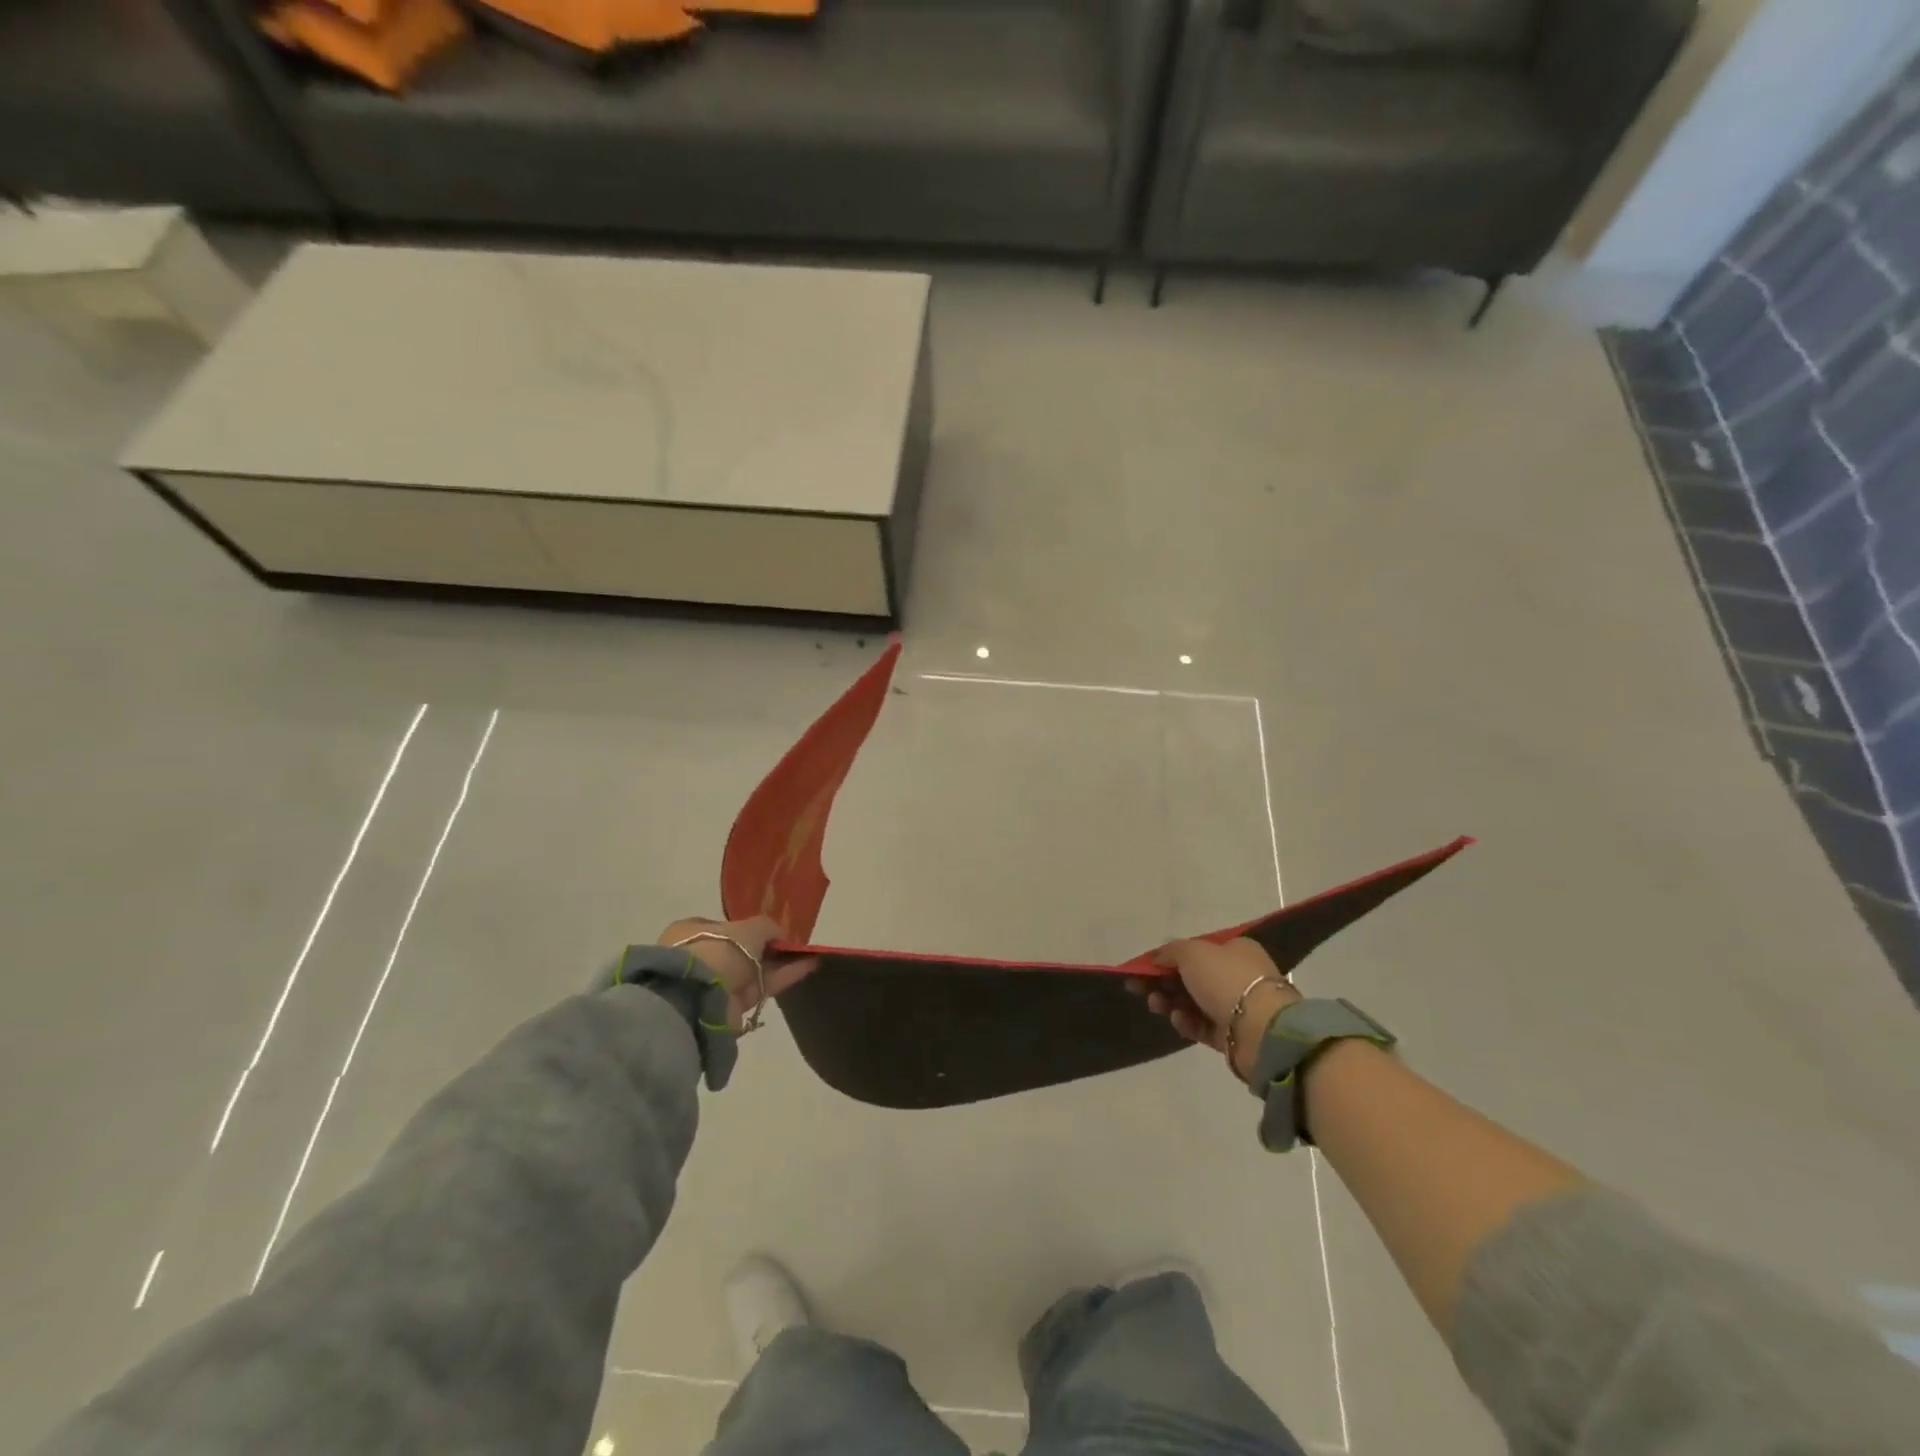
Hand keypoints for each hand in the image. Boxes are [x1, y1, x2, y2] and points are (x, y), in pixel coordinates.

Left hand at [657, 915, 818, 1032]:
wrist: (698, 997)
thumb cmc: (718, 950)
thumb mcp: (748, 928)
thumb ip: (766, 927)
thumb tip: (778, 934)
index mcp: (691, 931)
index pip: (725, 928)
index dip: (749, 928)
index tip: (773, 931)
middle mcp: (700, 958)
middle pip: (741, 951)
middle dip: (768, 949)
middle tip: (794, 946)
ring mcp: (713, 984)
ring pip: (753, 971)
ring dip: (780, 964)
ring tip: (809, 955)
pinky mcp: (728, 1008)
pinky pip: (761, 988)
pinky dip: (783, 978)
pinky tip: (807, 967)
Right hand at [1129, 937, 1300, 1080]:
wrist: (1260, 1030)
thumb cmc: (1226, 980)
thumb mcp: (1193, 952)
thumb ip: (1171, 951)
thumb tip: (1157, 957)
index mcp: (1235, 950)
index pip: (1196, 950)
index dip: (1168, 957)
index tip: (1144, 967)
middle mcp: (1238, 976)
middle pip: (1191, 977)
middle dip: (1163, 982)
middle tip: (1138, 988)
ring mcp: (1236, 1007)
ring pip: (1193, 1002)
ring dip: (1170, 1002)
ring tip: (1156, 1005)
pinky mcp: (1231, 1035)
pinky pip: (1201, 1026)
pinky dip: (1187, 1023)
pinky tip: (1178, 1020)